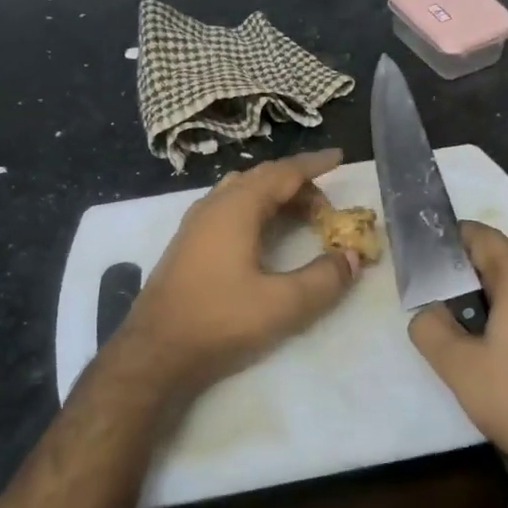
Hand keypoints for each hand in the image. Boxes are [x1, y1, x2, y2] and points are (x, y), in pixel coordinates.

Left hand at [110, 150, 359, 402]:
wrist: (154, 351)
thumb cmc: (219, 320)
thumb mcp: (282, 305)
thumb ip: (324, 279)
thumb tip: (352, 257)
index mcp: (236, 208)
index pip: (283, 173)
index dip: (314, 164)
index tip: (339, 157)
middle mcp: (213, 205)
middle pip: (261, 178)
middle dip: (297, 183)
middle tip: (326, 207)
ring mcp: (195, 223)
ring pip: (241, 191)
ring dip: (274, 195)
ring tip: (300, 216)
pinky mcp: (187, 243)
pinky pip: (227, 207)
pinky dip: (255, 208)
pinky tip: (263, 234)